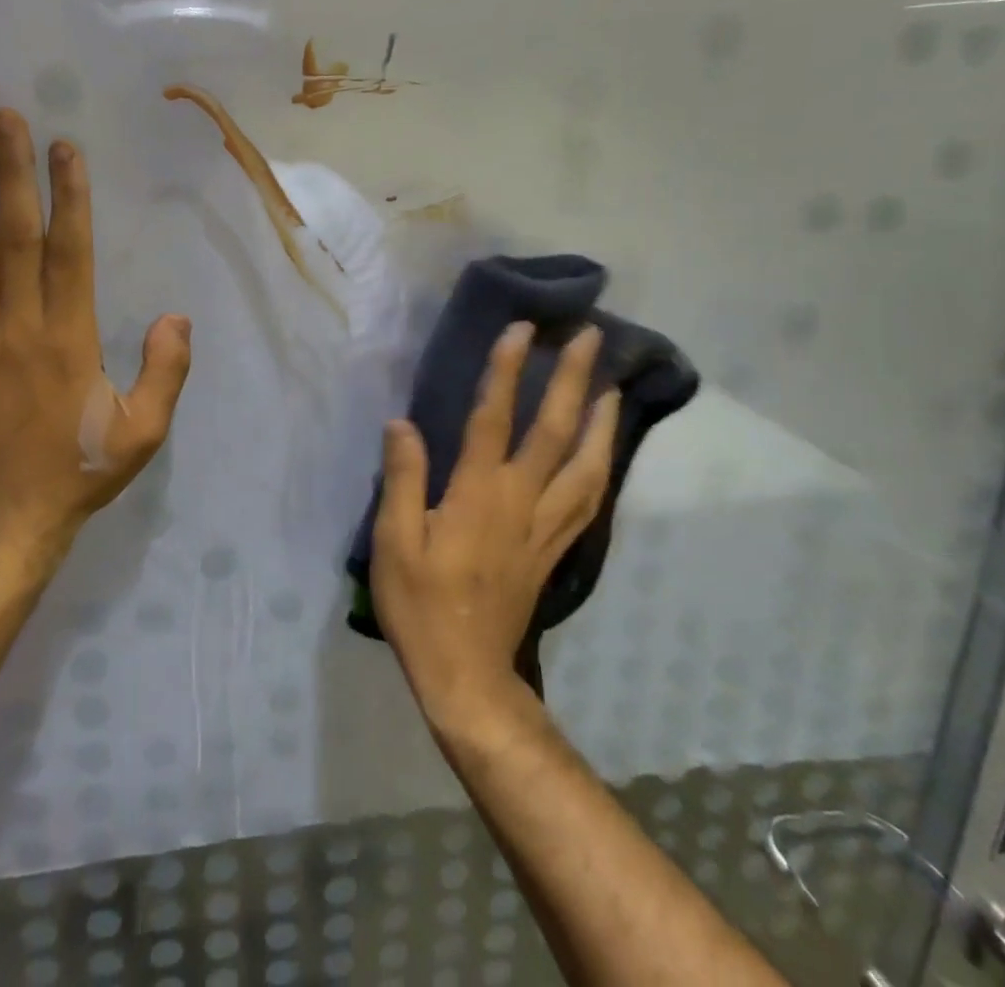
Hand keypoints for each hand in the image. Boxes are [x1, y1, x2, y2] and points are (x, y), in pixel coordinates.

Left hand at [0, 109, 192, 568]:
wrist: (2, 523)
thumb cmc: (78, 471)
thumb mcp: (144, 432)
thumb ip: (166, 372)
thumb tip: (176, 316)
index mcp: (70, 338)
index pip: (71, 252)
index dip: (68, 196)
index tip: (63, 149)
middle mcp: (18, 328)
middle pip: (16, 238)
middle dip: (12, 175)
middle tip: (3, 120)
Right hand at [372, 322, 617, 726]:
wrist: (468, 675)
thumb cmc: (421, 606)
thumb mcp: (393, 543)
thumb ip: (401, 479)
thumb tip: (402, 424)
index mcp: (478, 495)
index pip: (495, 418)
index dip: (508, 370)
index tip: (522, 330)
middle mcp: (521, 501)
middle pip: (556, 431)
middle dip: (574, 380)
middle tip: (591, 338)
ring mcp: (545, 527)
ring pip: (587, 465)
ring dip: (602, 421)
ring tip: (611, 387)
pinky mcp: (555, 550)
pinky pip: (589, 499)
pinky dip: (602, 467)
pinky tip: (604, 453)